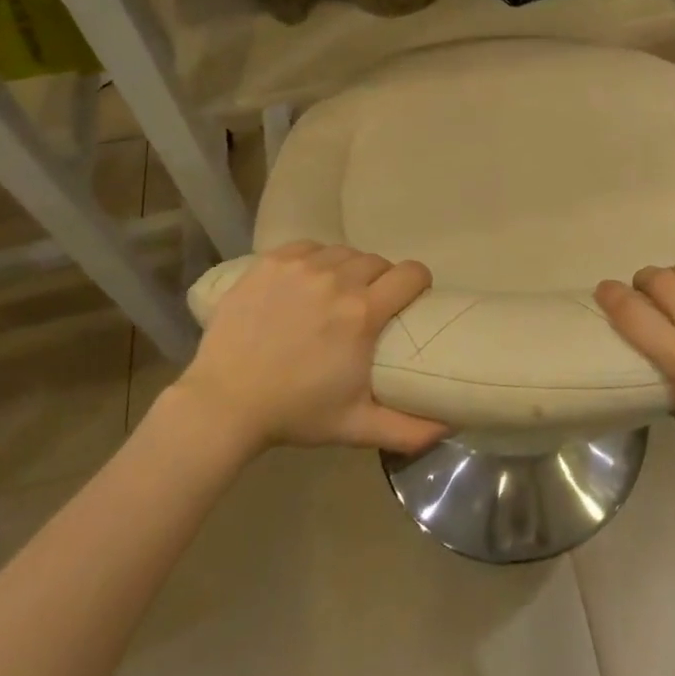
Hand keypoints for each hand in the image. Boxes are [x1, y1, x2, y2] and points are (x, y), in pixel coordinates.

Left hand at [175, 242, 447, 455]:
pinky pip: (309, 246)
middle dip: (380, 280)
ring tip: (335, 293)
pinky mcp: (271, 261)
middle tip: (366, 306)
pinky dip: (315, 259)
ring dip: (348, 268)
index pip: (411, 273)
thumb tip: (451, 427)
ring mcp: (302, 266)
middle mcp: (337, 279)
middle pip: (378, 261)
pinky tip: (307, 281)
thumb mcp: (355, 425)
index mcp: (363, 313)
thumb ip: (408, 429)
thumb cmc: (294, 413)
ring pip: (344, 252)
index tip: (411, 298)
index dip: (418, 282)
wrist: (223, 403)